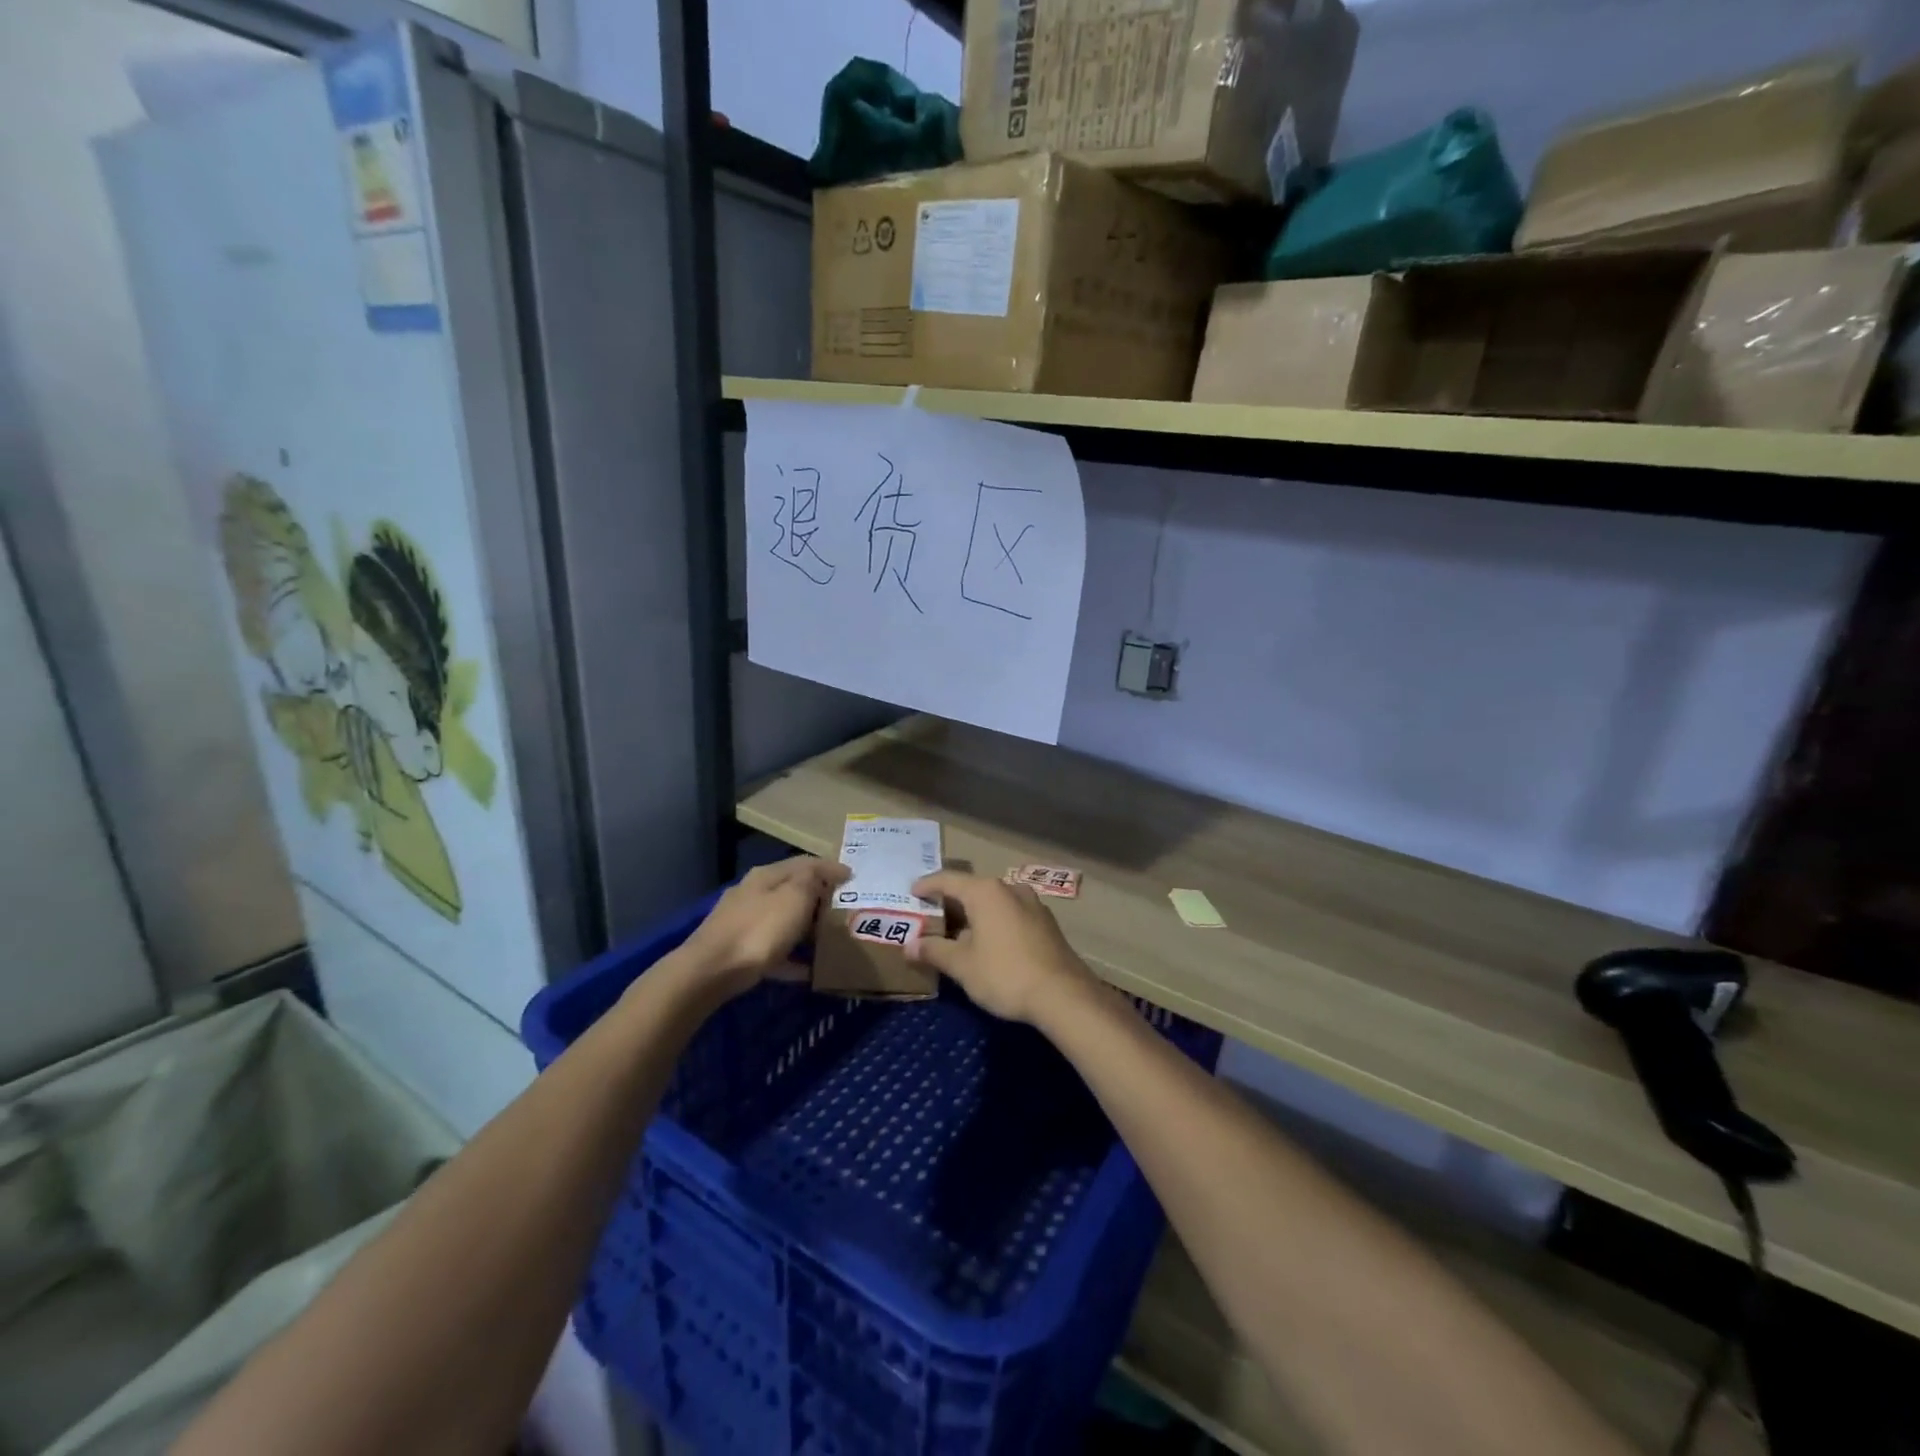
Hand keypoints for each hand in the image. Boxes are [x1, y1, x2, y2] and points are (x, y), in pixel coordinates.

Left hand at [680, 857, 848, 996]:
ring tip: (830, 938)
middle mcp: (753, 893)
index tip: (854, 877)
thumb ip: (812, 880)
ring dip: (805, 927)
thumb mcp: (794, 897)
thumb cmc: (760, 929)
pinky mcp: (738, 951)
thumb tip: (826, 871)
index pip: (805, 862)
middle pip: (792, 890)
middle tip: (845, 907)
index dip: (831, 867)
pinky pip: (774, 951)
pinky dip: (792, 957)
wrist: (710, 972)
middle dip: (819, 897)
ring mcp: (742, 922)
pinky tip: (809, 971)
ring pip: (782, 920)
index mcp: (767, 875)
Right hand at [907, 871, 1099, 1024]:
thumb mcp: (963, 965)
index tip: (912, 893)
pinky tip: (986, 944)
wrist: (1064, 995)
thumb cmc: (1005, 974)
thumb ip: (934, 951)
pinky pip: (1010, 915)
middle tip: (929, 917)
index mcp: (985, 892)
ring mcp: (1032, 904)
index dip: (927, 886)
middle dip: (950, 903)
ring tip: (956, 934)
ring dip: (973, 915)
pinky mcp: (1045, 923)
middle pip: (971, 890)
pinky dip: (993, 923)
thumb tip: (909, 946)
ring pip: (993, 903)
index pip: (948, 880)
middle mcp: (1010, 889)